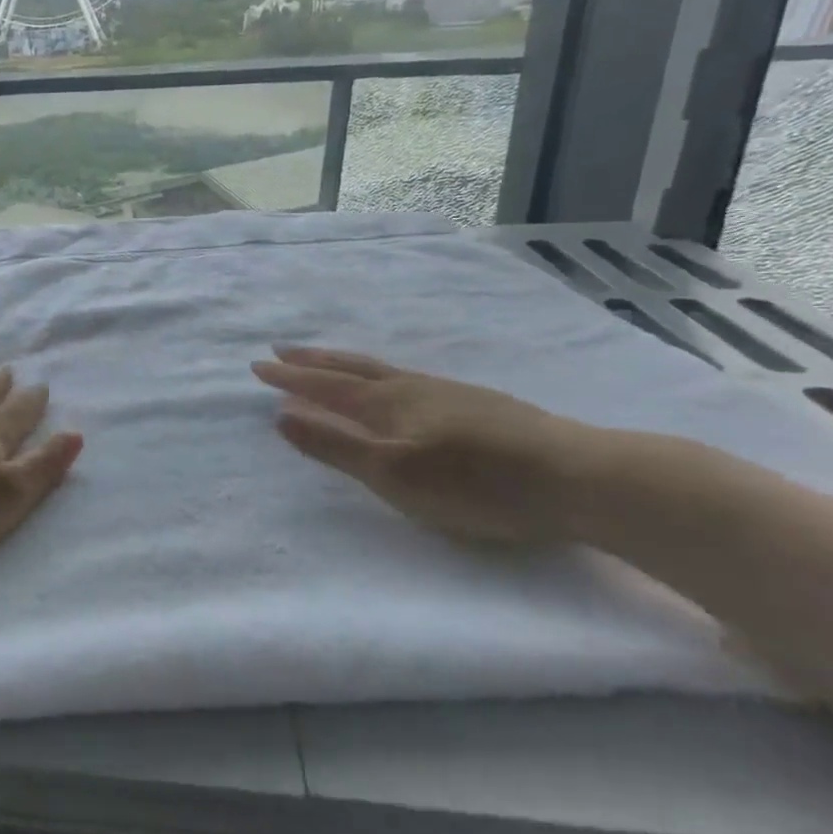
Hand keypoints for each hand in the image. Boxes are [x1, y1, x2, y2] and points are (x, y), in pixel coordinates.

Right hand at [251, 347, 599, 547]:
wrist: (576, 476)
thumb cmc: (474, 483)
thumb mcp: (392, 475)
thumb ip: (336, 447)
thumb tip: (282, 417)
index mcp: (386, 404)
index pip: (324, 387)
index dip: (289, 379)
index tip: (256, 366)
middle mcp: (411, 388)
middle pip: (350, 368)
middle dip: (312, 361)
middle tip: (281, 350)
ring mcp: (447, 392)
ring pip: (382, 370)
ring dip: (345, 363)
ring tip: (327, 361)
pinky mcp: (476, 403)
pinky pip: (407, 378)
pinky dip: (380, 374)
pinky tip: (396, 384)